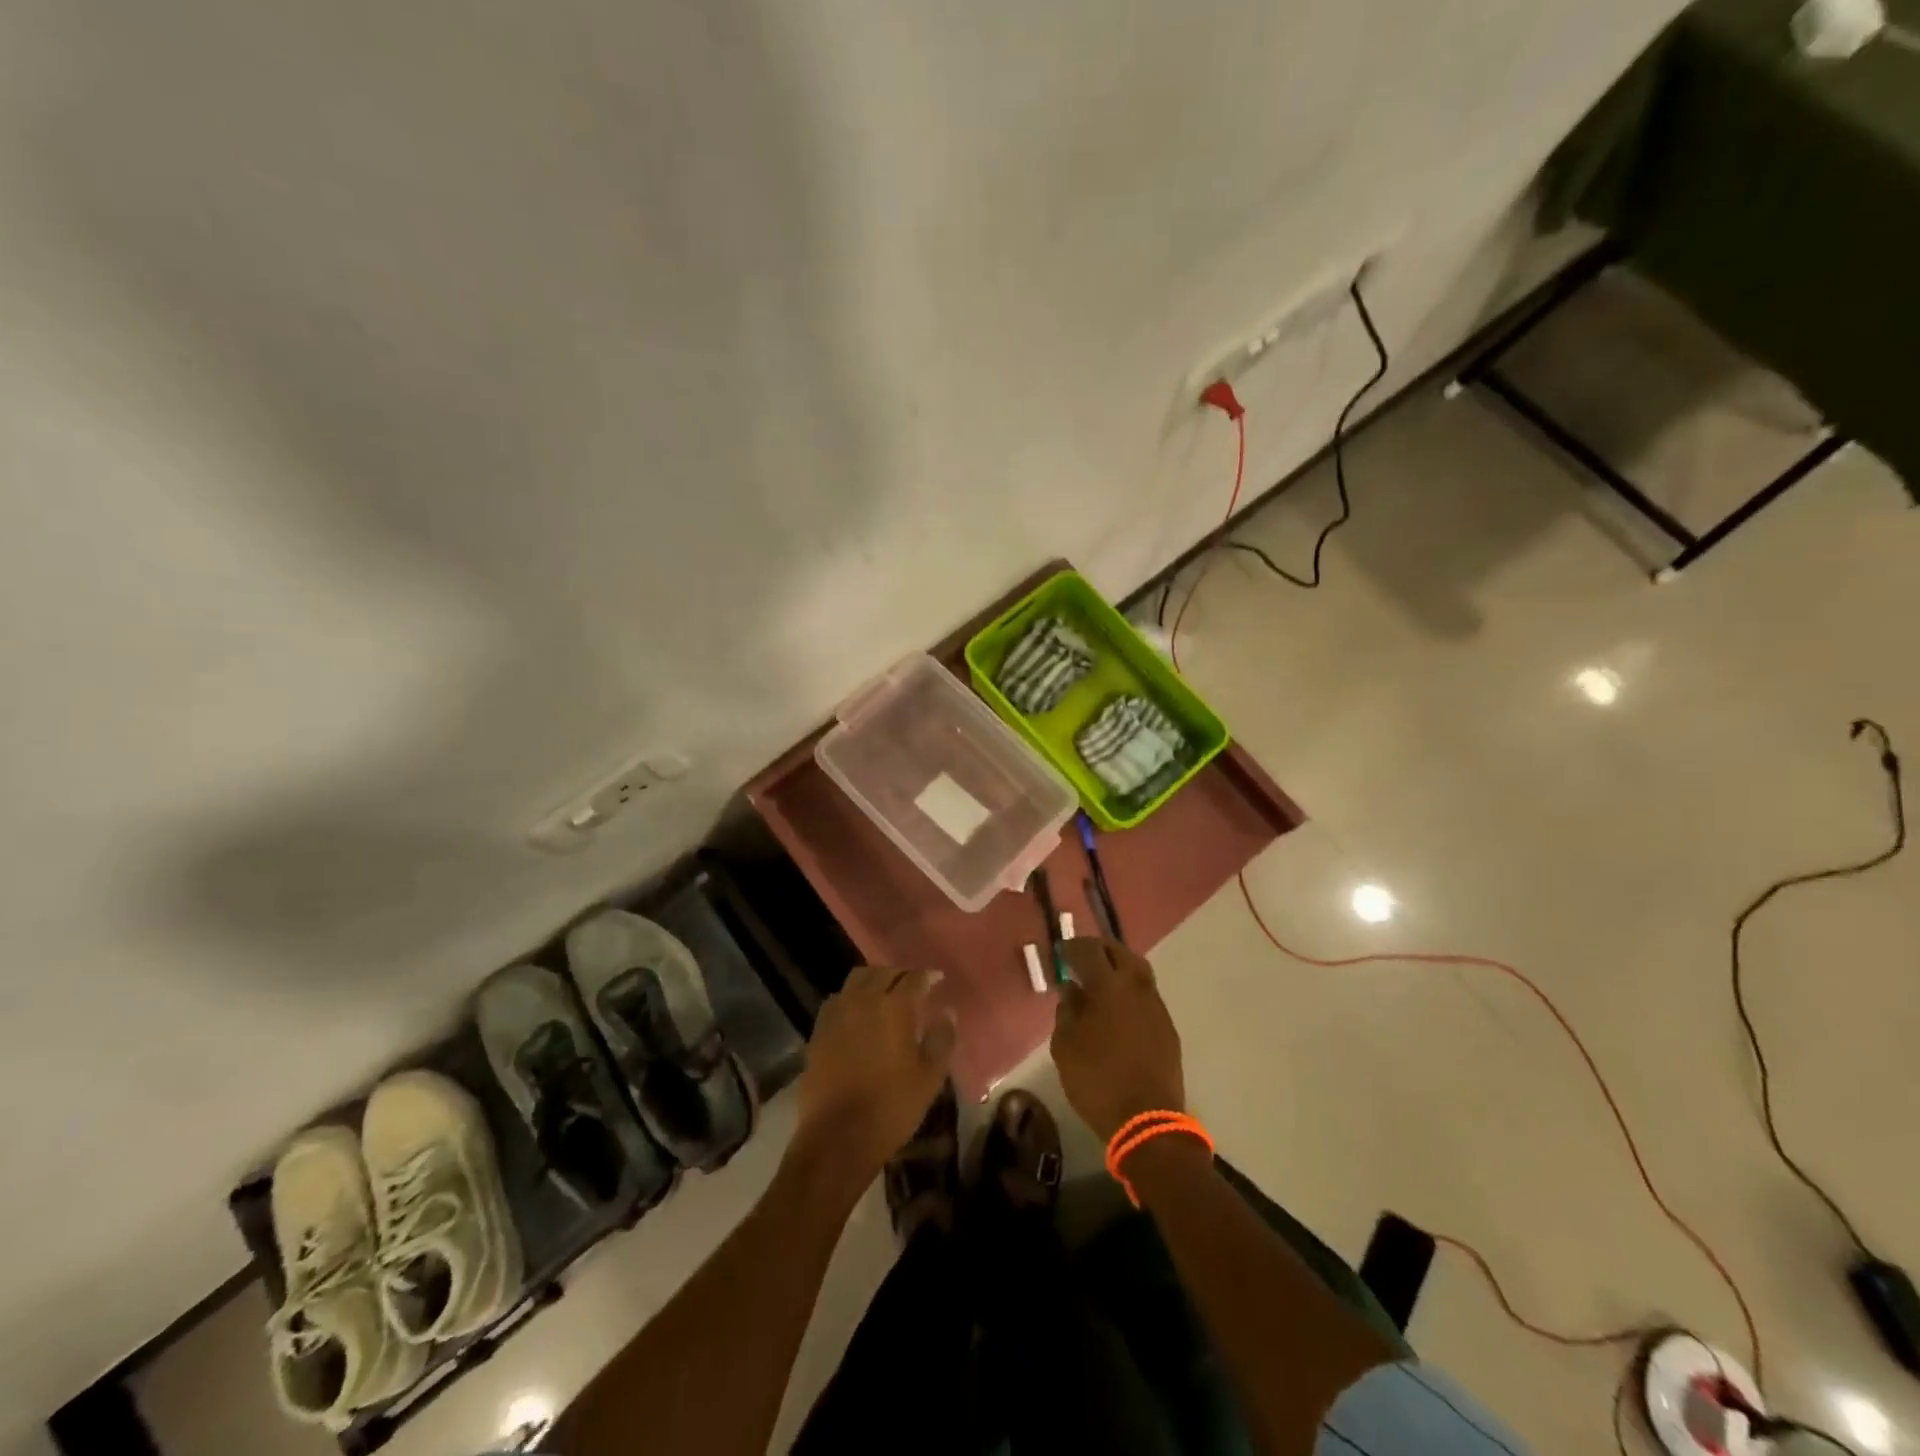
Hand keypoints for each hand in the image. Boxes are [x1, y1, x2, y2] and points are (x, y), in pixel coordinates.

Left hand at [789, 967, 955, 1195]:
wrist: (837, 1138)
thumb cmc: (891, 1108)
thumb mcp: (929, 1078)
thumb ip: (942, 1040)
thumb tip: (947, 1013)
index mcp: (895, 1007)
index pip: (914, 978)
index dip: (928, 976)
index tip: (937, 979)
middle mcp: (864, 1000)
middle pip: (883, 972)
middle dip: (901, 974)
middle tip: (913, 986)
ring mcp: (837, 1013)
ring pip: (857, 980)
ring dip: (874, 980)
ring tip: (885, 993)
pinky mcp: (818, 1030)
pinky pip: (837, 1000)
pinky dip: (851, 997)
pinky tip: (857, 1013)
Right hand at [1051, 938, 1184, 1140]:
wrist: (1147, 1120)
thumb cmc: (1097, 1080)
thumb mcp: (1065, 1046)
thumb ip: (1067, 1011)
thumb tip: (1072, 990)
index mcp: (1109, 986)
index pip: (1089, 950)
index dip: (1072, 946)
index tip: (1060, 951)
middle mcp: (1137, 987)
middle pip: (1120, 952)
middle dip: (1099, 949)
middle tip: (1082, 957)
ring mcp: (1156, 1006)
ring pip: (1138, 971)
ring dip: (1119, 967)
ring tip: (1100, 980)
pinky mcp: (1167, 1027)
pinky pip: (1146, 995)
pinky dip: (1130, 991)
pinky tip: (1118, 1008)